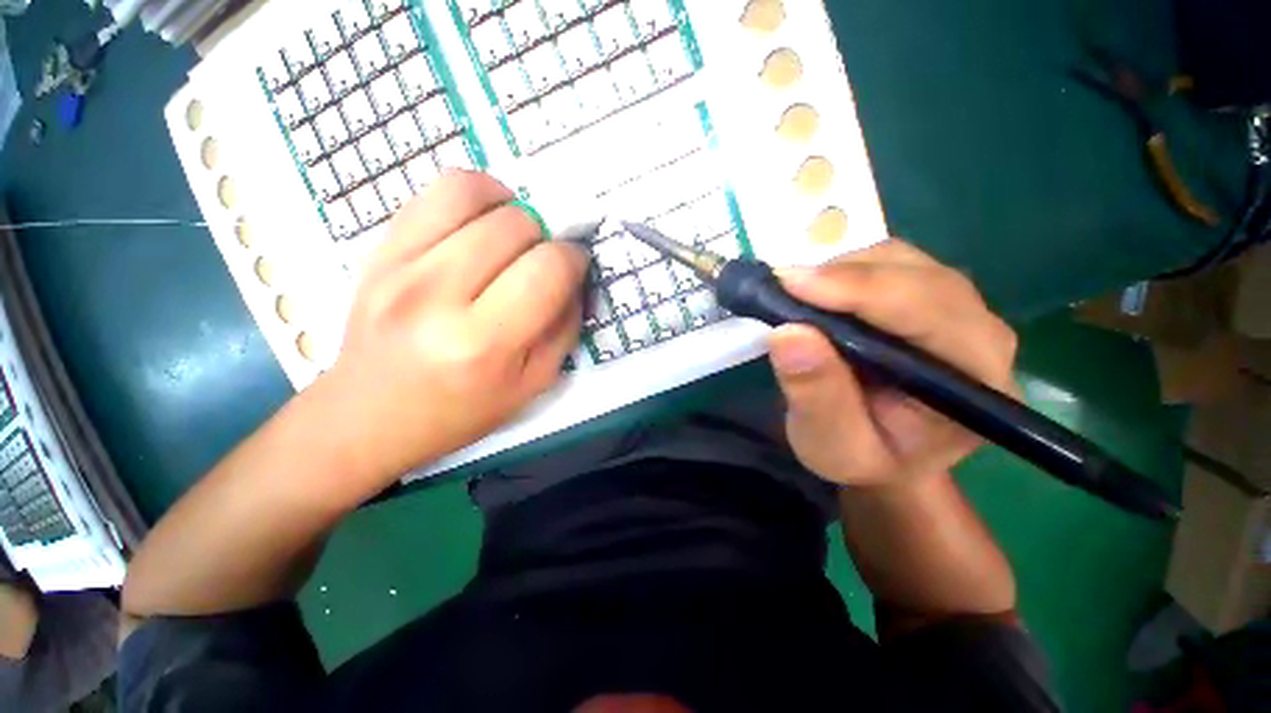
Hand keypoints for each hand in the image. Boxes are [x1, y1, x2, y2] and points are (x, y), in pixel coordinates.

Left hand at [325, 171, 587, 481]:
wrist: (370, 416)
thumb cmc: (462, 410)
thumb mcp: (534, 383)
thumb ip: (565, 327)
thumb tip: (574, 277)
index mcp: (484, 343)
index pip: (548, 269)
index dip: (574, 259)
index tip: (573, 267)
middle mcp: (437, 296)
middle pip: (516, 225)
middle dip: (544, 237)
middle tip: (539, 261)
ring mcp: (398, 266)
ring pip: (472, 193)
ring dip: (510, 206)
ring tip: (513, 233)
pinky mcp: (377, 250)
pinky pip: (434, 192)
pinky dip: (472, 195)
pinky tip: (480, 223)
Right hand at [767, 239, 1017, 488]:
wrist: (884, 454)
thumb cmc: (863, 458)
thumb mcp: (832, 446)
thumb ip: (817, 397)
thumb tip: (788, 333)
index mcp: (976, 384)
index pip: (930, 314)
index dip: (861, 291)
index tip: (792, 284)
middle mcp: (982, 335)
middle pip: (919, 276)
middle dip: (845, 276)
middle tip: (781, 286)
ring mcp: (959, 309)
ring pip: (903, 261)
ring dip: (841, 269)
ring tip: (794, 294)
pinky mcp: (929, 297)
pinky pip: (889, 262)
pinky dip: (844, 269)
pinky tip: (816, 292)